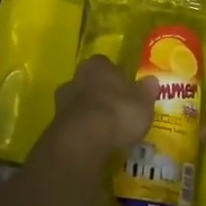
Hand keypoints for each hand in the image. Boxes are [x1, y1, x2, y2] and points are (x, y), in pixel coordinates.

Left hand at [32, 56, 159, 175]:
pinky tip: (92, 142)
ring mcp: (61, 102)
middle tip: (115, 108)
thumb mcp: (143, 103)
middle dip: (99, 93)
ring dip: (88, 112)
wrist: (82, 141)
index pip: (105, 64)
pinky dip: (81, 130)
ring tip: (104, 129)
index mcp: (97, 65)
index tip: (124, 88)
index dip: (115, 76)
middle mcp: (76, 77)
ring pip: (78, 103)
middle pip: (89, 82)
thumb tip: (151, 80)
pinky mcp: (54, 126)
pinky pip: (72, 124)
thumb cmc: (117, 112)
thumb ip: (146, 90)